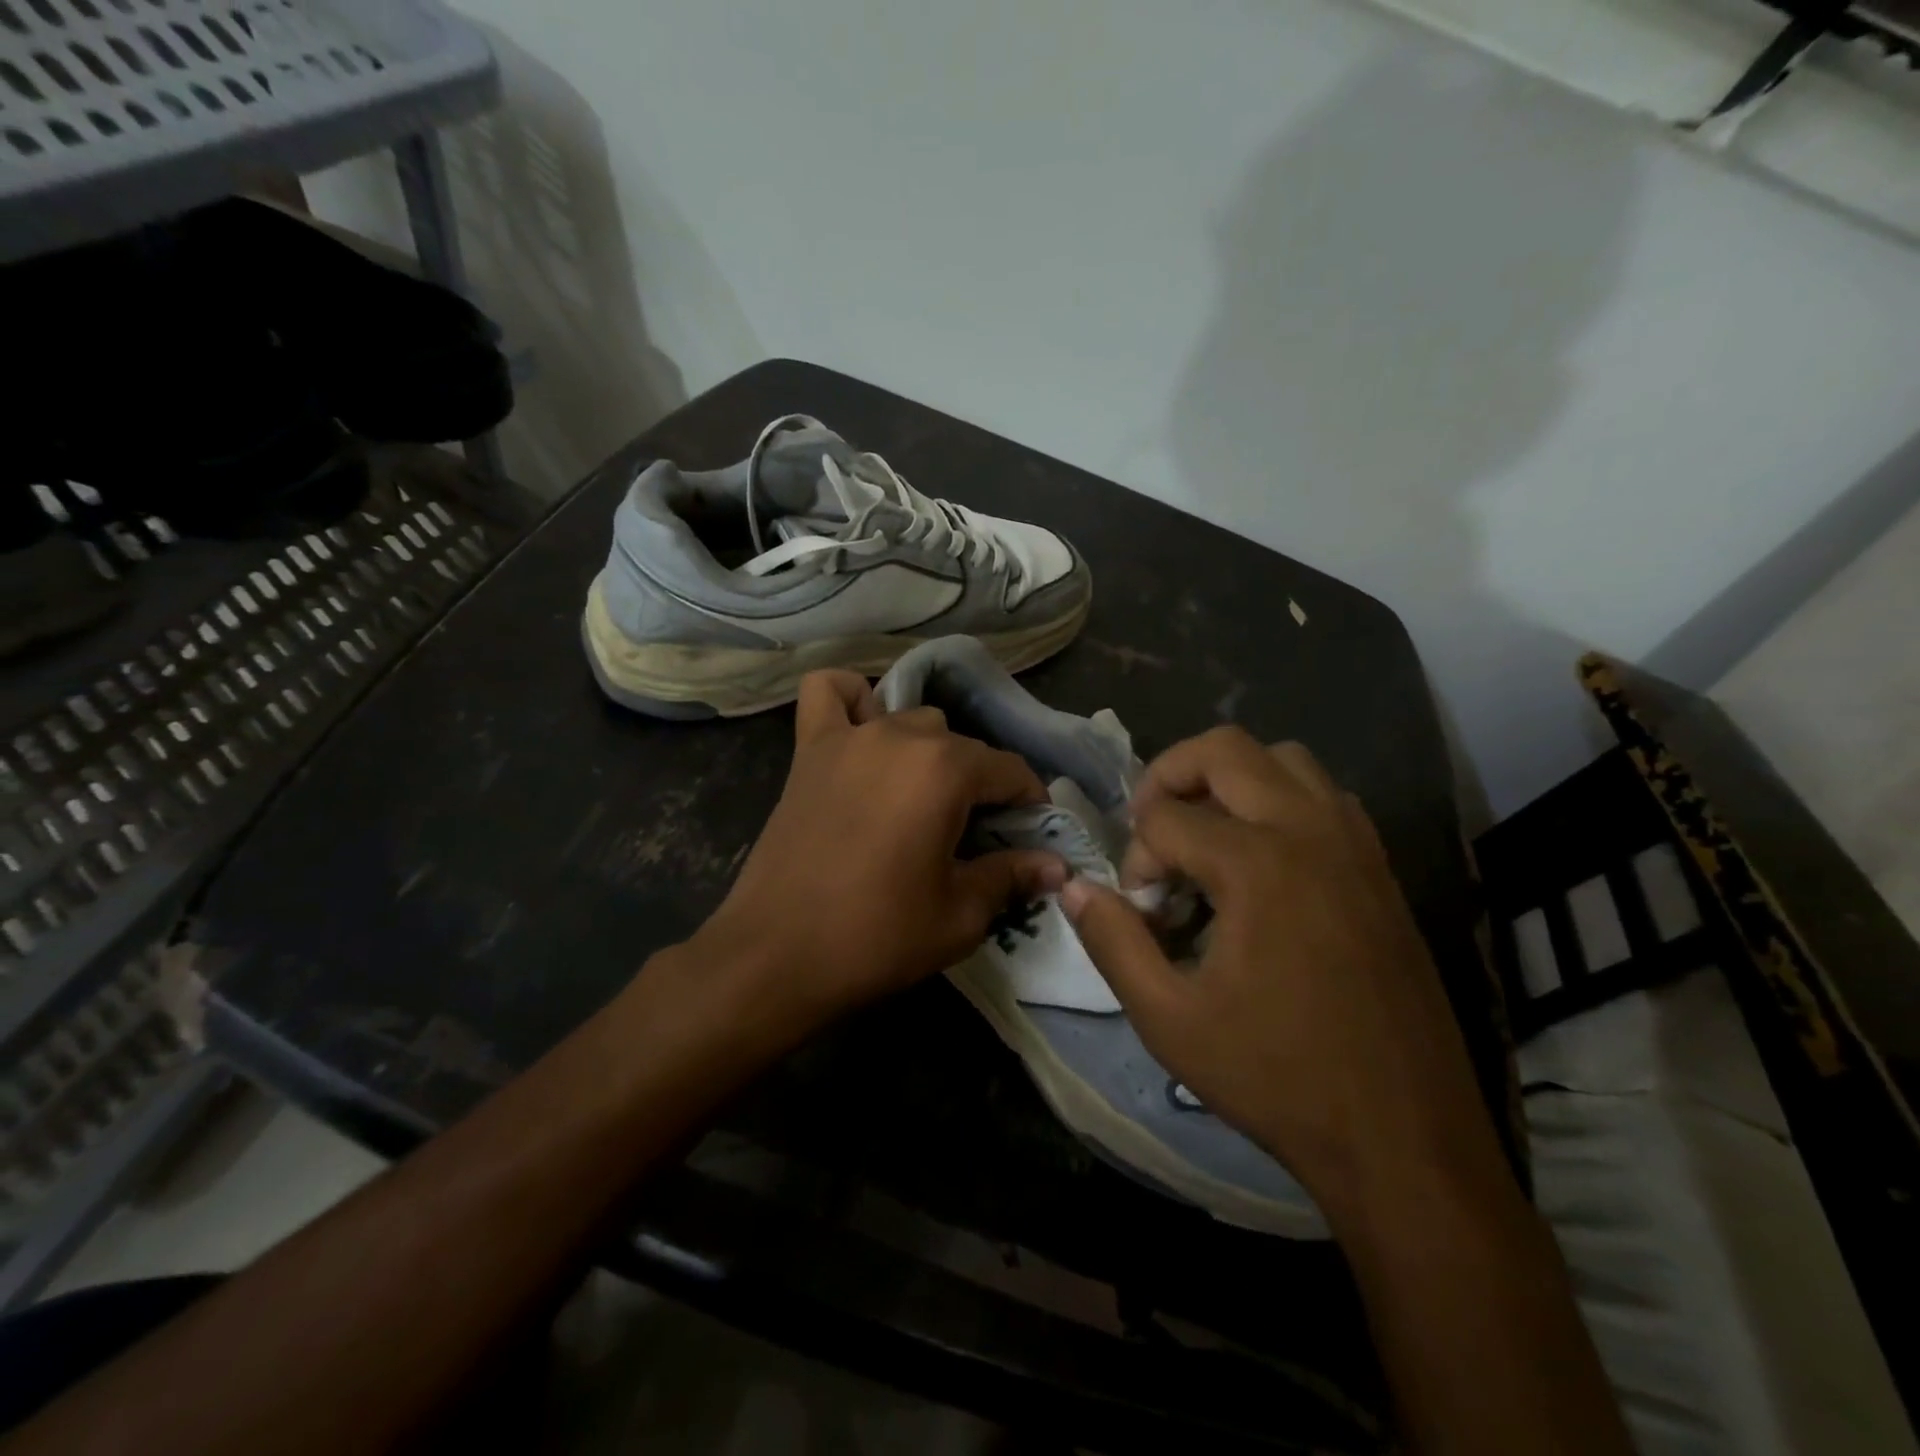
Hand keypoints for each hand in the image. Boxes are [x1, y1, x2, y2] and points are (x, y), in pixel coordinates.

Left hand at [691, 670, 1065, 1032]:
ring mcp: (850, 738)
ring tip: (921, 797)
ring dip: (927, 750)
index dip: (1029, 802)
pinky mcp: (809, 750)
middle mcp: (901, 736)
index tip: (1032, 835)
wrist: (775, 956)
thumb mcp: (960, 916)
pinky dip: (851, 701)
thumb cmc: (876, 937)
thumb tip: (1056, 866)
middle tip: (973, 833)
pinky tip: (861, 731)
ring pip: (909, 719)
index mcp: (945, 770)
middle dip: (978, 784)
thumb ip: (1011, 877)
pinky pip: (829, 694)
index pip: (1009, 770)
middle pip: (961, 745)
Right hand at [1060, 727, 1505, 1219]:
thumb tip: (1074, 887)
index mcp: (1257, 865)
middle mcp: (1310, 833)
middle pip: (1225, 750)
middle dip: (1171, 775)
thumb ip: (1112, 941)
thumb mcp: (1168, 1019)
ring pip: (1284, 760)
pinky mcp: (1382, 870)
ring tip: (1206, 835)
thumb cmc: (1276, 1078)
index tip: (1141, 912)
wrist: (1404, 1140)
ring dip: (1231, 780)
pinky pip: (1325, 797)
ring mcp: (1356, 846)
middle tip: (1151, 828)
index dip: (1136, 860)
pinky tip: (1264, 863)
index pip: (1166, 819)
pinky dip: (1281, 801)